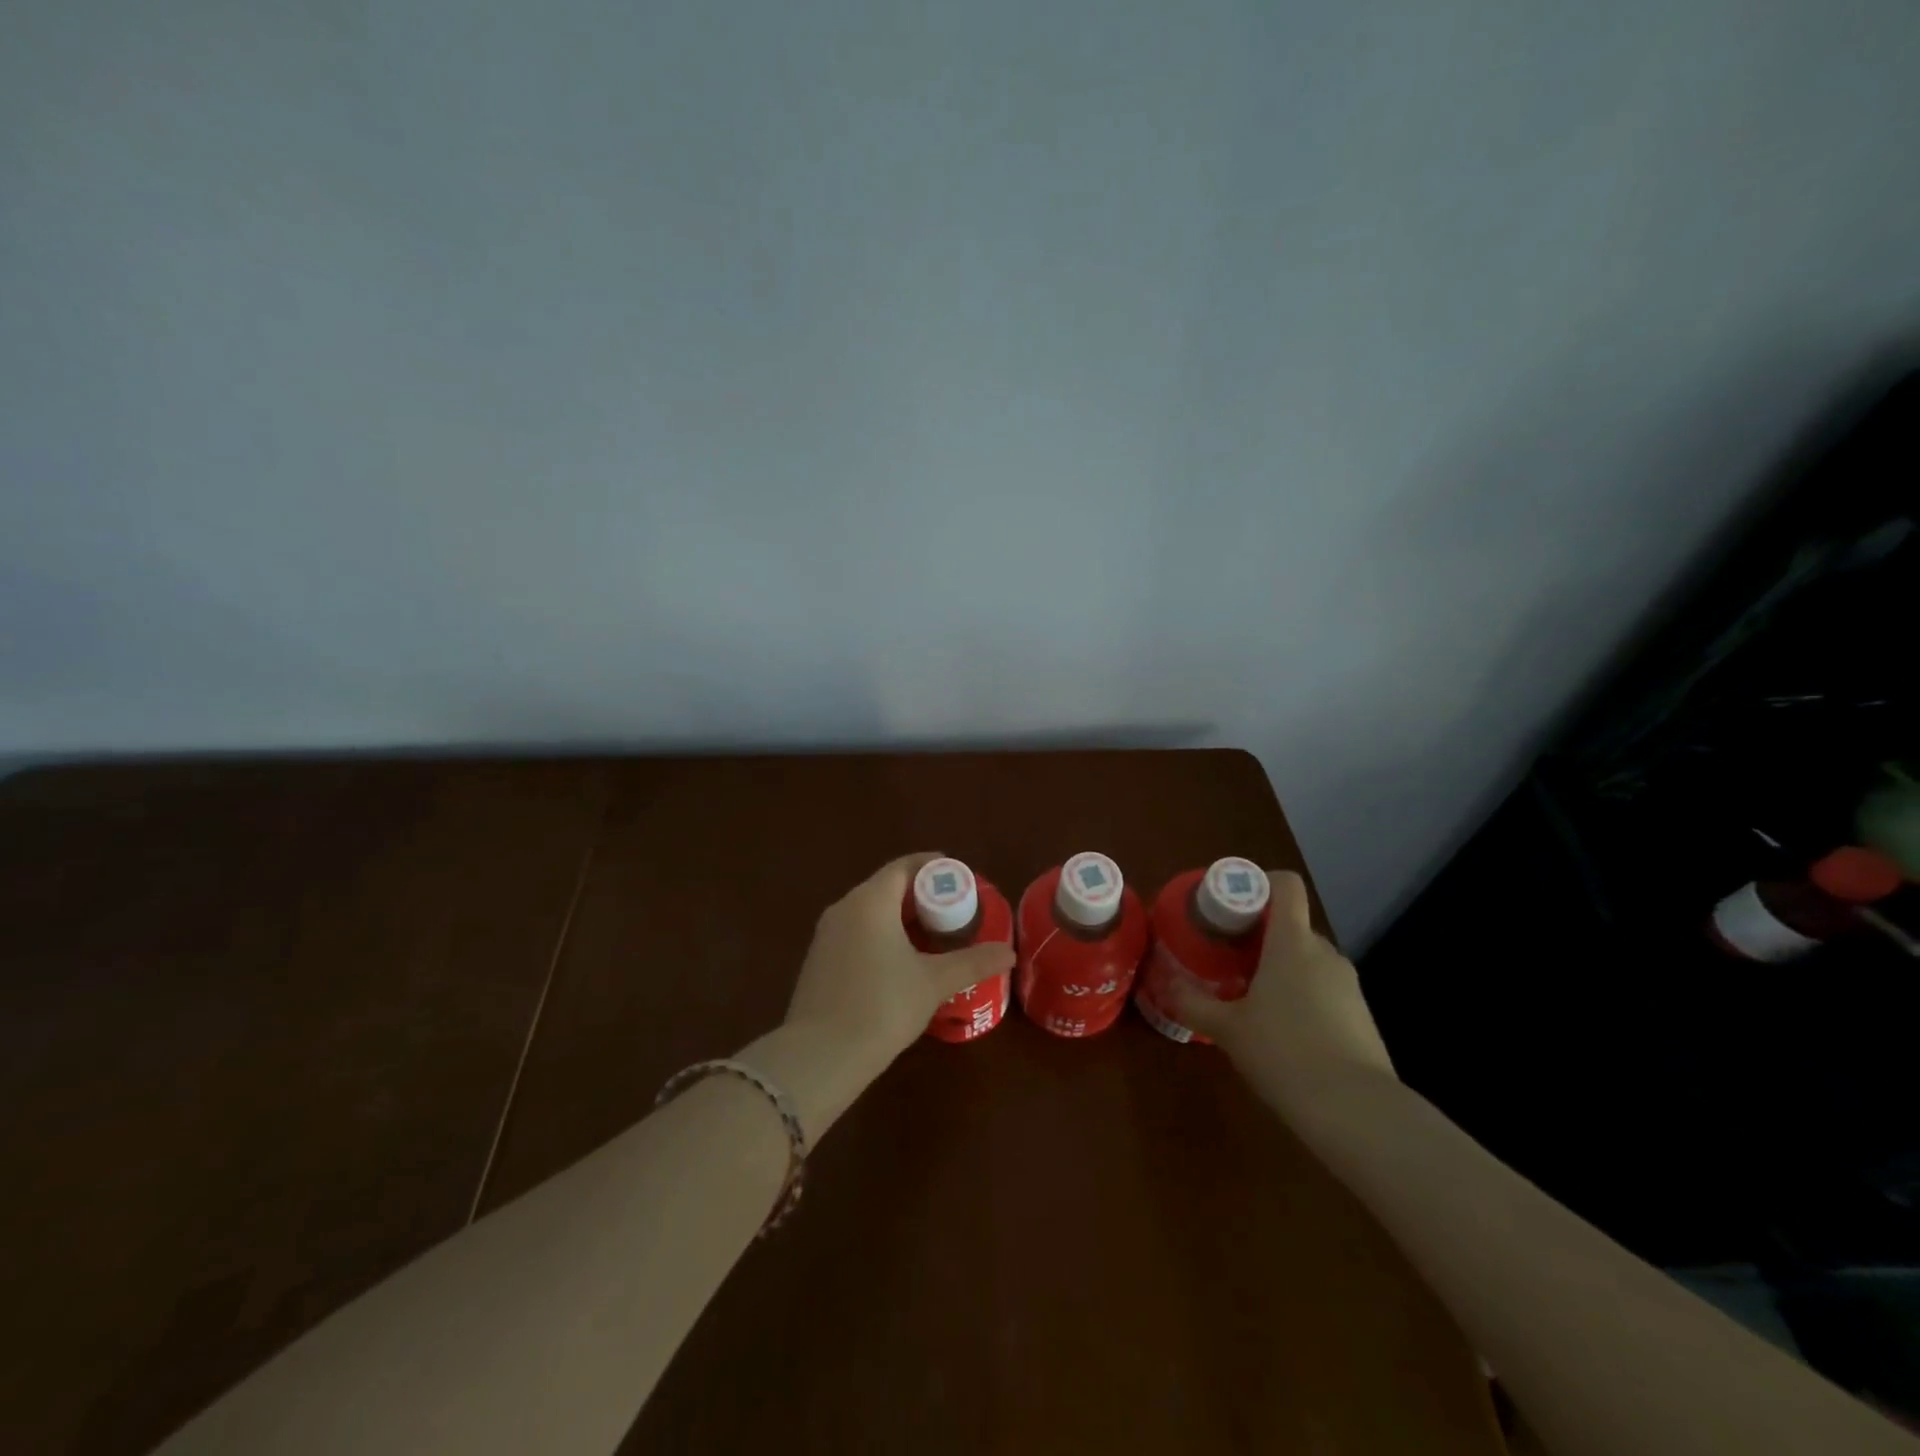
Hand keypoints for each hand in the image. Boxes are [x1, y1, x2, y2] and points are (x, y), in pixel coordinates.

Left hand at [784, 852, 1014, 1071]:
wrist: (820, 1056)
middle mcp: (844, 908)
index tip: (957, 874)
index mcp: (870, 901)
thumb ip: (973, 962)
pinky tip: (899, 963)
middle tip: (952, 910)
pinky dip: (880, 936)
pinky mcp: (818, 961)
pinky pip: (855, 933)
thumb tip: (1009, 953)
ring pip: (868, 912)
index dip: (931, 866)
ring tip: (931, 937)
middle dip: (919, 895)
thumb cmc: (882, 1006)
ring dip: (899, 918)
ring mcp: (826, 935)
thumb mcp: (934, 983)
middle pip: (885, 887)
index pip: (903, 867)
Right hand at [1166, 870, 1395, 1105]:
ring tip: (1251, 998)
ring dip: (1281, 969)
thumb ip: (1193, 1002)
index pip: (1285, 885)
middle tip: (1228, 958)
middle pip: (1291, 925)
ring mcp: (1348, 984)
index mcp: (1292, 942)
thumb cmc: (1284, 1053)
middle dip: (1260, 936)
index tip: (1231, 904)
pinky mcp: (1361, 1015)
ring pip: (1307, 960)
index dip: (1259, 882)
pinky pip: (1324, 989)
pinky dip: (1302, 996)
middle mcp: (1324, 953)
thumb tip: (1163, 982)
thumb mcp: (1228, 1029)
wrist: (1357, 1111)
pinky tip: (1283, 1032)